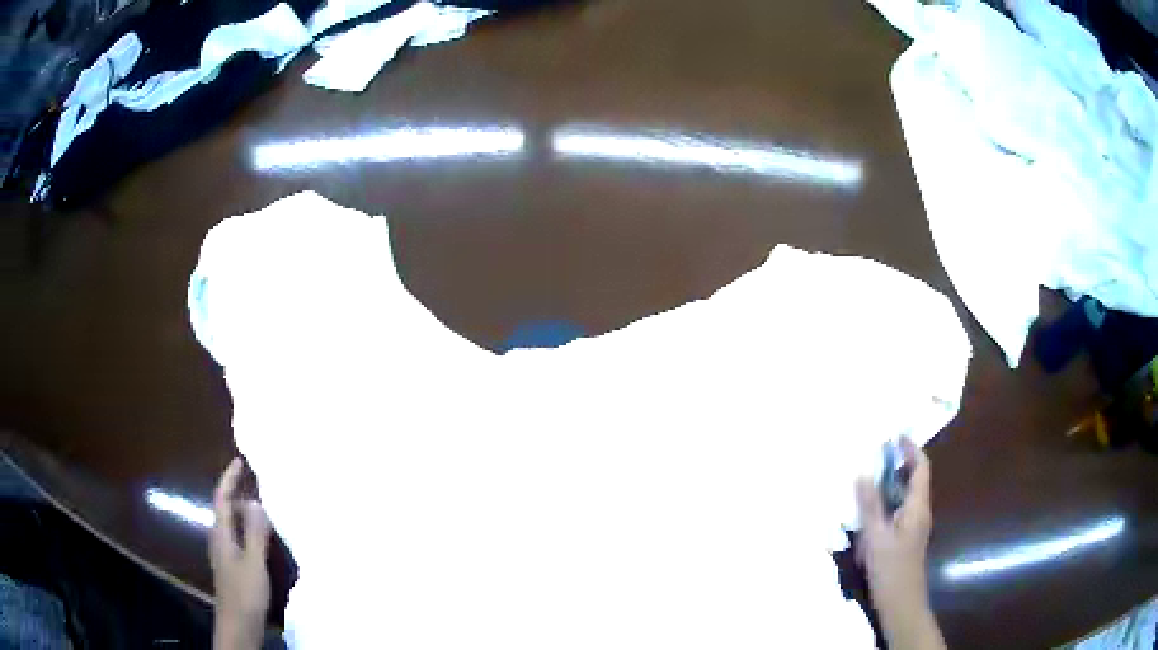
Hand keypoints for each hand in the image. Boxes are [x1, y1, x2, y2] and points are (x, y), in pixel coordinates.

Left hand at [210, 458, 271, 649]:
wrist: (238, 624)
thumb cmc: (245, 593)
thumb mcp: (253, 563)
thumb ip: (255, 533)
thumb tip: (256, 501)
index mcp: (221, 534)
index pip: (222, 498)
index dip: (229, 478)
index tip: (239, 461)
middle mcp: (219, 539)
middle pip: (226, 509)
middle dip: (240, 495)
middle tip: (260, 486)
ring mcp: (225, 554)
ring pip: (233, 525)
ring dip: (246, 514)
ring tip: (266, 510)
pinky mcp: (232, 566)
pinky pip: (239, 538)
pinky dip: (249, 530)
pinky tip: (263, 540)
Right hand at [856, 438, 945, 649]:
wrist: (901, 603)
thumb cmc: (891, 569)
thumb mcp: (876, 537)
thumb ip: (869, 505)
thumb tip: (862, 473)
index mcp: (918, 506)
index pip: (920, 468)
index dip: (910, 449)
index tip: (895, 434)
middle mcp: (920, 511)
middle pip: (914, 478)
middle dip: (899, 462)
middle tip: (876, 451)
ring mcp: (914, 525)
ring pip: (905, 495)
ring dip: (891, 482)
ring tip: (869, 474)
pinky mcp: (906, 538)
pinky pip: (899, 510)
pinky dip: (887, 501)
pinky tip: (869, 509)